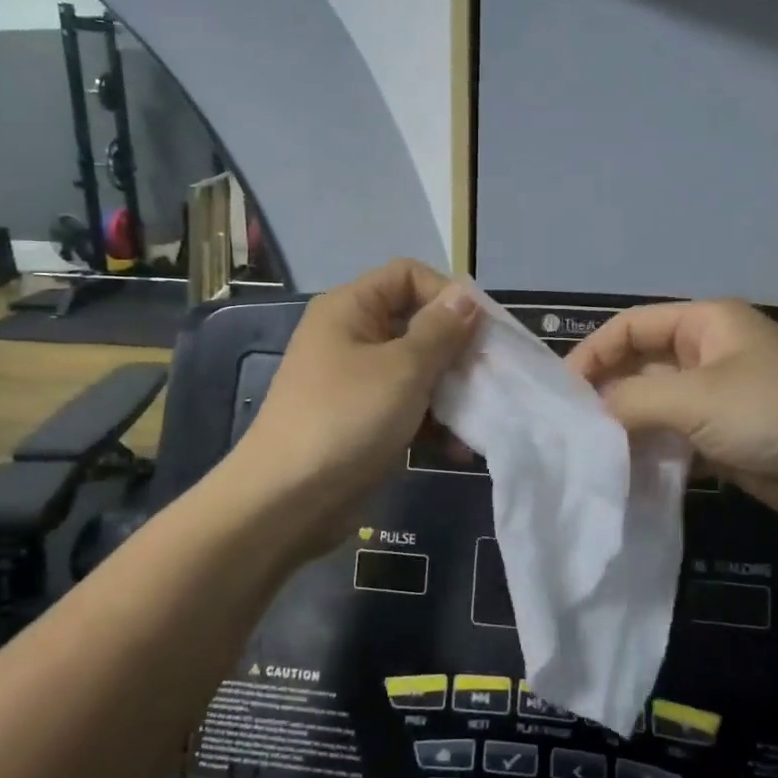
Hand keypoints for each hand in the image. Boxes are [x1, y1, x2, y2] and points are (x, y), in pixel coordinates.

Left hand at [230, 259, 478, 553]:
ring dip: (451, 392)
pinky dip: (433, 423)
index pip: (408, 275)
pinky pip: (407, 408)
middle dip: (457, 350)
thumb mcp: (403, 369)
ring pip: (417, 371)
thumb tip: (466, 296)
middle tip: (490, 377)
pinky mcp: (364, 421)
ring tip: (480, 418)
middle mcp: (352, 337)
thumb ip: (441, 331)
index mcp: (351, 308)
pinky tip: (459, 450)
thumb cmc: (346, 419)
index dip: (447, 294)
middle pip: (417, 324)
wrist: (286, 501)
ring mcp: (357, 382)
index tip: (483, 330)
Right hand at [565, 299, 777, 531]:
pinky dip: (649, 454)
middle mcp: (708, 356)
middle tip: (566, 428)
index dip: (591, 353)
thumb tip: (589, 414)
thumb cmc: (776, 413)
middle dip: (604, 393)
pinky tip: (622, 473)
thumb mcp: (696, 398)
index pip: (630, 327)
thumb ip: (632, 401)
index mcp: (705, 324)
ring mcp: (717, 400)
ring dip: (624, 427)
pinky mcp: (725, 441)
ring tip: (586, 453)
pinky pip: (673, 440)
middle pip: (639, 366)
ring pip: (654, 407)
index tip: (559, 393)